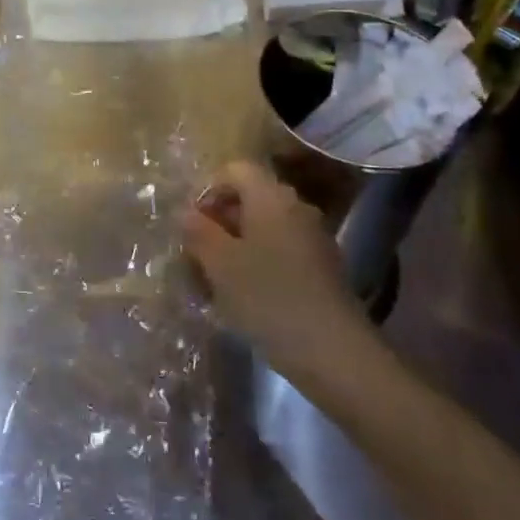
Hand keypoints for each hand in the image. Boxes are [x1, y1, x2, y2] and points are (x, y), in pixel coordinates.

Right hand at [180, 161, 363, 374]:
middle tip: (197, 254)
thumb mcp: (220, 264)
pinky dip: (259, 262)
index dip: (208, 189)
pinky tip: (246, 297)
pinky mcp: (322, 267)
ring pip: (264, 227)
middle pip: (250, 197)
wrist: (333, 351)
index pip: (235, 169)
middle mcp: (296, 207)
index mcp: (270, 196)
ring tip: (216, 281)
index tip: (192, 224)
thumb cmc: (267, 297)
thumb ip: (198, 232)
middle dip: (220, 220)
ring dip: (237, 245)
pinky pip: (281, 250)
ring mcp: (313, 237)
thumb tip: (186, 212)